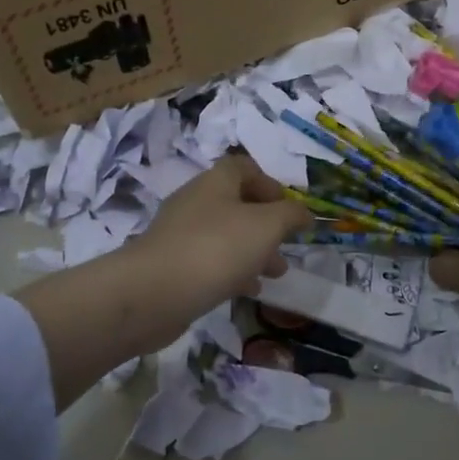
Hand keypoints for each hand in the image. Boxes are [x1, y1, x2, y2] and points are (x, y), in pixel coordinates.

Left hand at [18, 155, 310, 408]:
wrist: (153, 292)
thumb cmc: (216, 248)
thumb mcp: (266, 226)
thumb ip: (290, 215)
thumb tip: (305, 213)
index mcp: (216, 181)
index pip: (244, 167)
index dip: (270, 183)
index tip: (289, 207)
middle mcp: (196, 200)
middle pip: (237, 203)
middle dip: (266, 225)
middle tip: (286, 246)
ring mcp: (180, 233)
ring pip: (225, 235)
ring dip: (253, 251)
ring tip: (275, 274)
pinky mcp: (172, 264)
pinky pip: (209, 260)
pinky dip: (232, 271)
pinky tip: (247, 291)